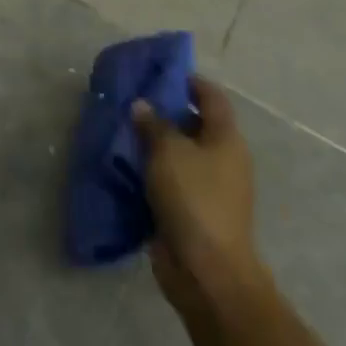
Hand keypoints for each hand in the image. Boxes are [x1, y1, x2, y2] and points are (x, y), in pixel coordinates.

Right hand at [133, 78, 264, 310]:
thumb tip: (142, 106)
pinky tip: (123, 164)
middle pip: (192, 124)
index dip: (188, 81)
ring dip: (152, 143)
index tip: (157, 72)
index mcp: (225, 139)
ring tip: (119, 129)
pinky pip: (168, 180)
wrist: (208, 273)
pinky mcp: (190, 211)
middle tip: (129, 100)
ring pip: (177, 154)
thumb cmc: (194, 199)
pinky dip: (149, 171)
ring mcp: (207, 188)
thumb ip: (153, 123)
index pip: (211, 97)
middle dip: (162, 111)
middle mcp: (221, 159)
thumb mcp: (168, 151)